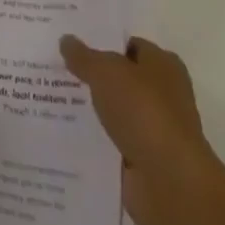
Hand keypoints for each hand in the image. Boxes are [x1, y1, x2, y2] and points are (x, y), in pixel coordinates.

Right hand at [60, 34, 224, 224]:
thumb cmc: (144, 112)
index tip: (72, 43)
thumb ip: (84, 56)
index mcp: (163, 65)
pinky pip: (114, 143)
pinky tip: (67, 134)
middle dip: (94, 77)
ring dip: (93, 110)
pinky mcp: (145, 162)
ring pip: (116, 112)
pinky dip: (96, 141)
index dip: (102, 42)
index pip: (129, 45)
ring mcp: (155, 131)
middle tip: (56, 69)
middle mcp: (164, 95)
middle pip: (122, 79)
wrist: (170, 184)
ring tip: (53, 99)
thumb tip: (66, 40)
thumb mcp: (106, 72)